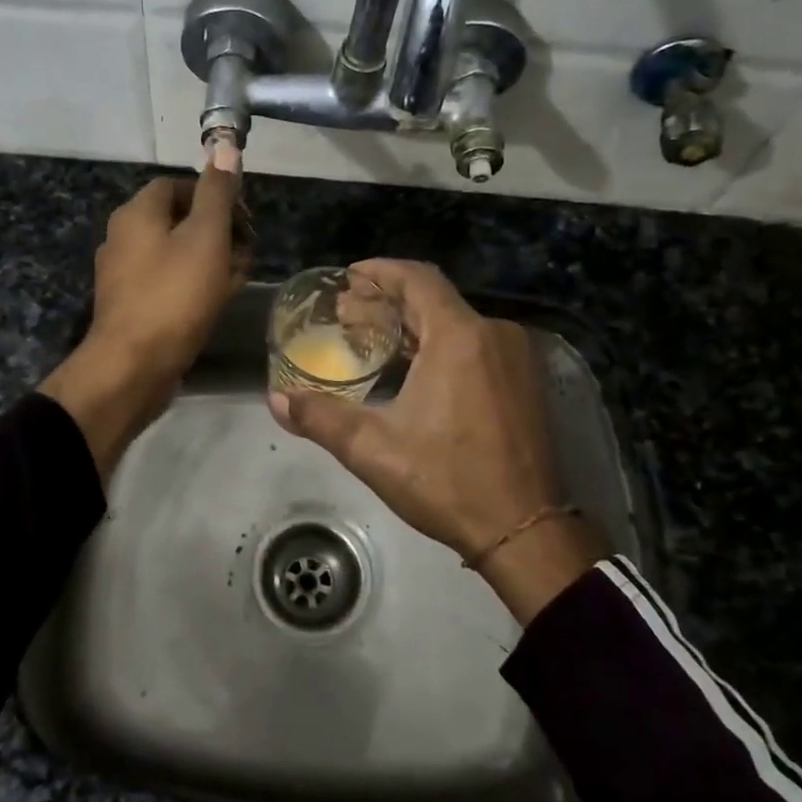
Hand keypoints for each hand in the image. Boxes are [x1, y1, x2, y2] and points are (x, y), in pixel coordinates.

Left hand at [40, 168, 248, 473]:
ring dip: (211, 260)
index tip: (245, 220)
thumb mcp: (206, 237)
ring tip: (238, 279)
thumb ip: (217, 192)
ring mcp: (123, 274)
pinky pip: (167, 283)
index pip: (179, 185)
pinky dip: (193, 286)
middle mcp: (123, 237)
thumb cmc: (174, 295)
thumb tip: (225, 146)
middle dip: (218, 232)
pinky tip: (216, 303)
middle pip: (179, 220)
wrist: (133, 366)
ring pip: (176, 254)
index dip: (216, 196)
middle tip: (247, 253)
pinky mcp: (130, 306)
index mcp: (137, 213)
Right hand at [268, 259, 601, 620]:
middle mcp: (494, 334)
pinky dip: (440, 344)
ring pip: (456, 322)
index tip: (348, 277)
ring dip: (414, 324)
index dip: (379, 272)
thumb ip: (320, 418)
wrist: (524, 530)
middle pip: (434, 299)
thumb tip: (277, 399)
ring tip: (373, 339)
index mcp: (460, 337)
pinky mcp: (524, 382)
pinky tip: (414, 368)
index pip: (417, 279)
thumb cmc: (447, 481)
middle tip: (347, 313)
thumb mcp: (373, 449)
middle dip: (388, 301)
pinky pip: (476, 344)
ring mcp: (515, 358)